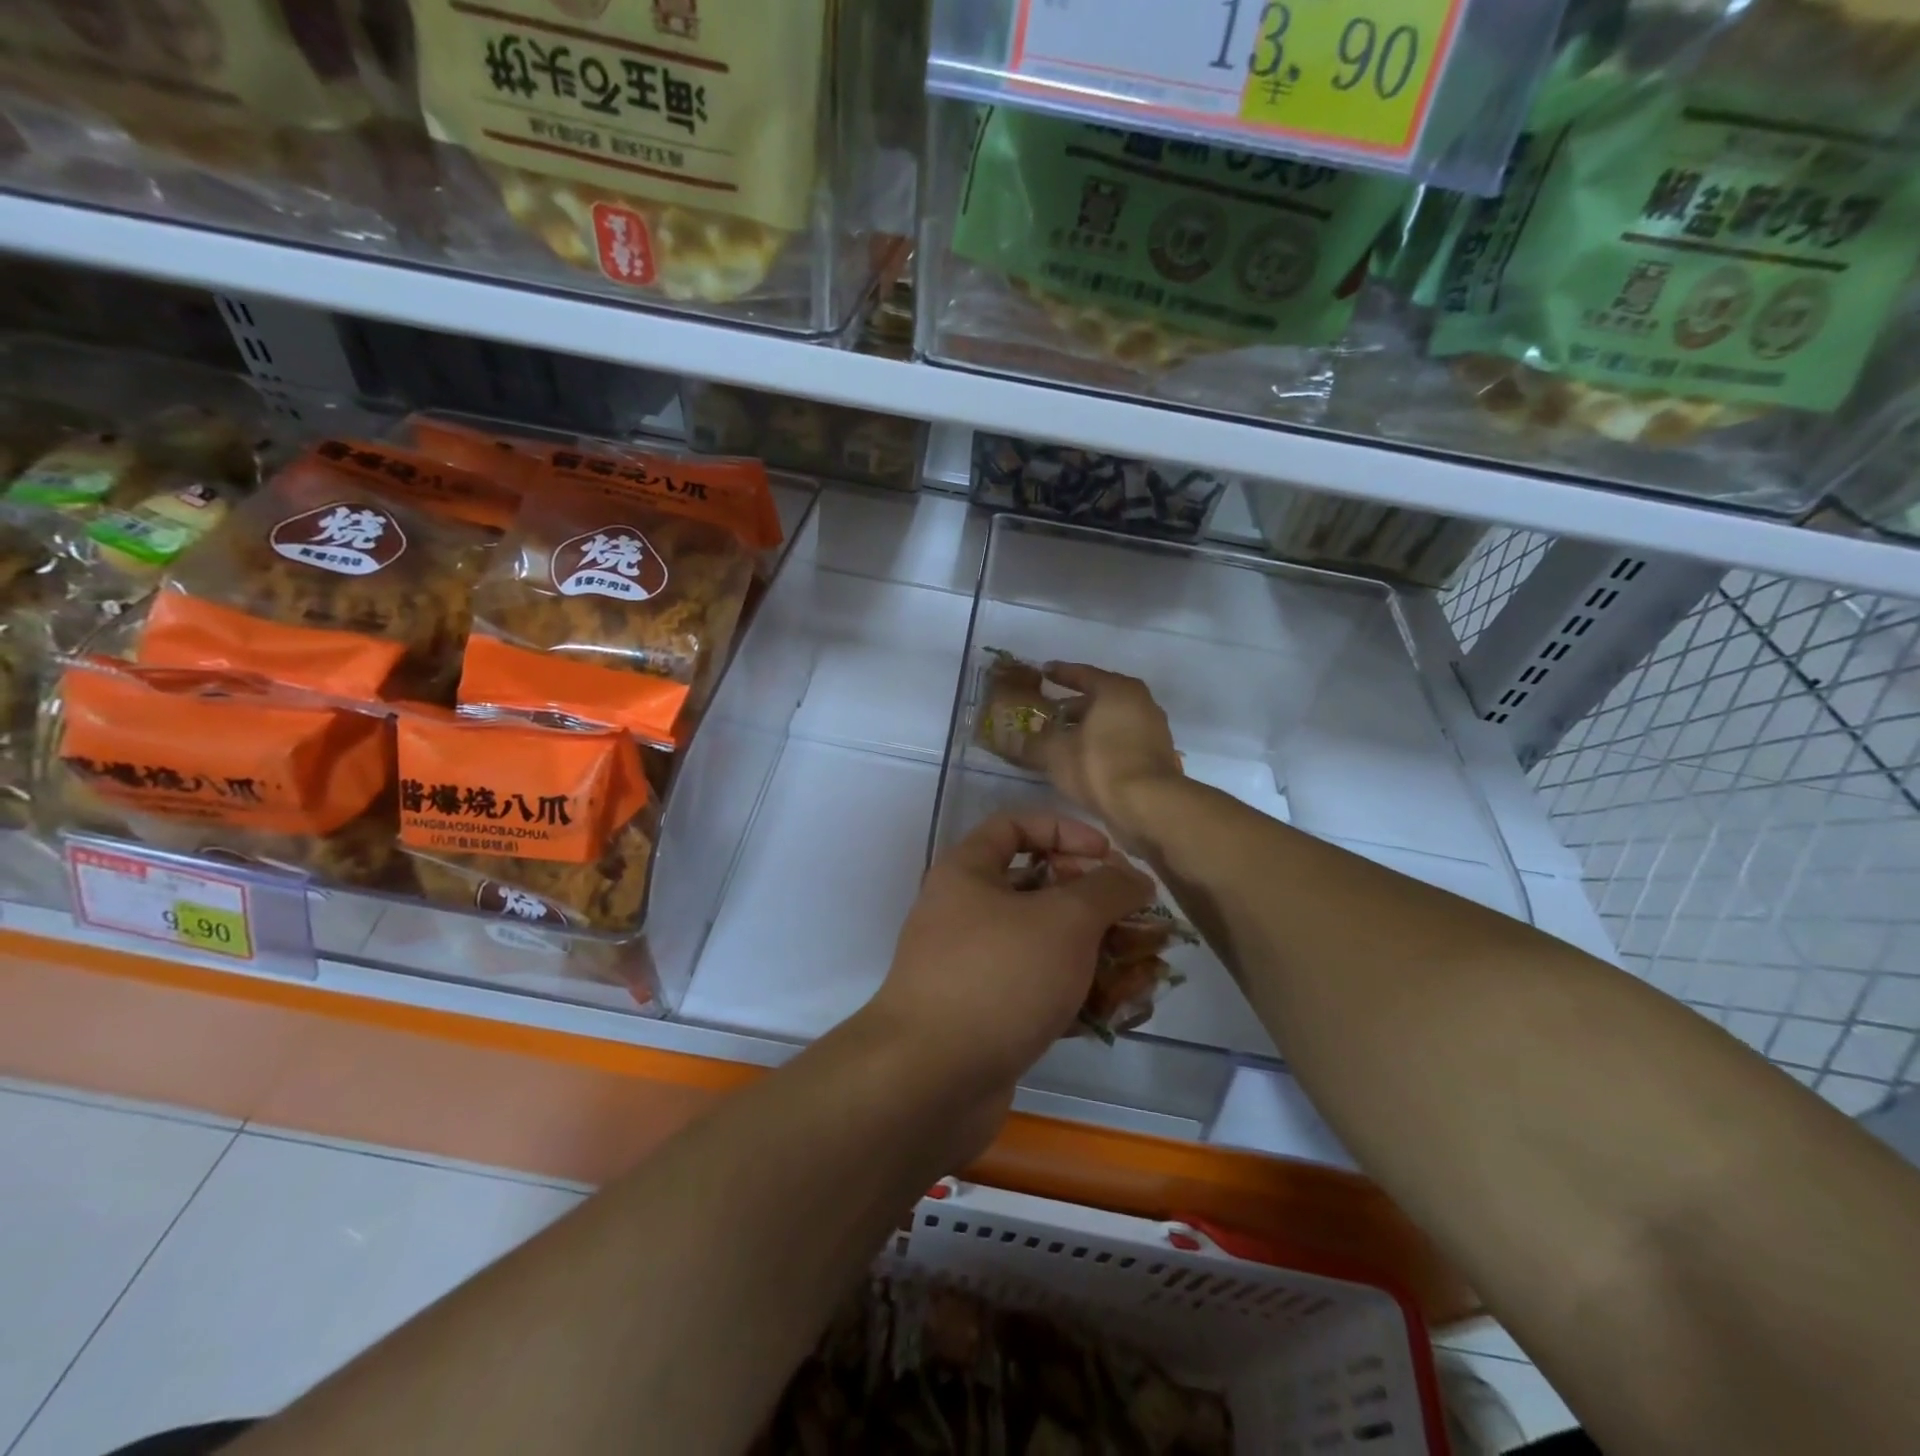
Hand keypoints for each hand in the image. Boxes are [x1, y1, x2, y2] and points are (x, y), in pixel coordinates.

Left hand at [864, 813, 1152, 1120]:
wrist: (931, 1080)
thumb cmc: (998, 976)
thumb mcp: (1064, 920)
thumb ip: (1106, 889)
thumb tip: (1133, 875)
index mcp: (968, 873)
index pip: (1015, 827)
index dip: (1065, 831)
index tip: (1109, 856)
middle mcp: (965, 913)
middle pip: (1038, 889)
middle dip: (1095, 903)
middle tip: (1139, 920)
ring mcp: (974, 968)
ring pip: (1045, 946)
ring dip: (1098, 955)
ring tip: (1148, 971)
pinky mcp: (987, 1016)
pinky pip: (1040, 992)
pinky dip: (1079, 996)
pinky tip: (1122, 1011)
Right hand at [1039, 663, 1183, 838]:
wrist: (1150, 807)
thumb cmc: (1099, 766)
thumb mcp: (1055, 754)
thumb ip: (1032, 743)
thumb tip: (1010, 739)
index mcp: (1117, 690)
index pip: (1083, 674)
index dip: (1060, 674)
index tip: (1044, 672)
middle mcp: (1141, 702)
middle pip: (1101, 698)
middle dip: (1073, 706)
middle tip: (1049, 714)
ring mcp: (1154, 729)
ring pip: (1113, 721)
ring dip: (1089, 728)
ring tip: (1063, 740)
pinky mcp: (1158, 756)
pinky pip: (1123, 741)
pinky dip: (1103, 744)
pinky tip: (1085, 760)